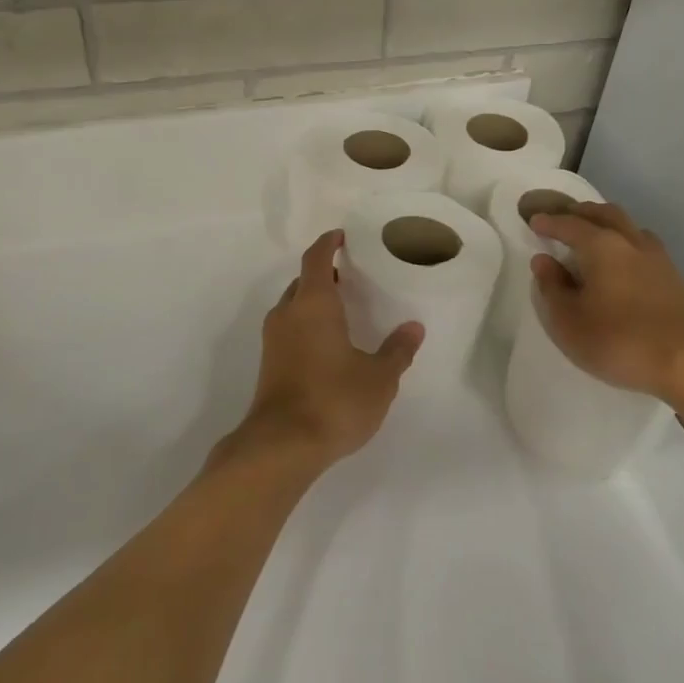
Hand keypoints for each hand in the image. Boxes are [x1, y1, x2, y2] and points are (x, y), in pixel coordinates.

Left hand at [227, 230, 422, 470]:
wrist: (281, 446)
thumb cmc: (334, 400)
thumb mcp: (378, 377)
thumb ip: (397, 350)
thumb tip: (414, 328)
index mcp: (313, 303)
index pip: (316, 257)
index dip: (328, 242)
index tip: (343, 236)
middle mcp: (288, 313)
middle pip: (302, 280)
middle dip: (323, 273)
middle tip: (351, 276)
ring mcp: (273, 339)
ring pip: (293, 306)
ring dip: (313, 301)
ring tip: (343, 309)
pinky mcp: (269, 364)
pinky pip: (289, 328)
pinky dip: (306, 324)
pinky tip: (328, 344)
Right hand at [529, 202, 683, 411]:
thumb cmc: (620, 340)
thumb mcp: (569, 322)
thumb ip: (552, 288)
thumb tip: (544, 261)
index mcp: (602, 246)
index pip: (570, 225)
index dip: (549, 222)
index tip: (534, 221)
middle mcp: (630, 242)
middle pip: (604, 214)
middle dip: (580, 213)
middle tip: (563, 219)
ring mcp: (657, 258)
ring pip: (628, 226)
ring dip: (606, 223)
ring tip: (593, 235)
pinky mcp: (674, 277)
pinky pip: (642, 244)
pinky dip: (624, 241)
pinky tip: (622, 260)